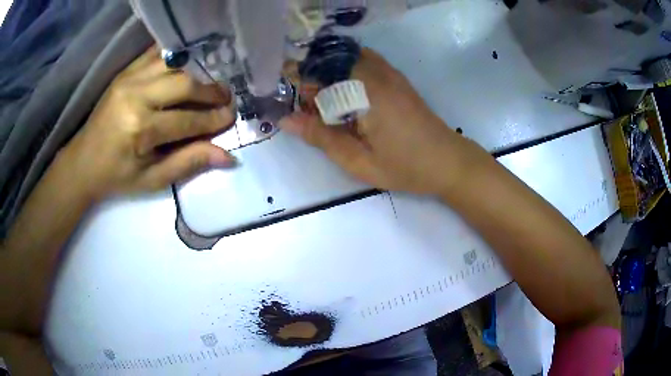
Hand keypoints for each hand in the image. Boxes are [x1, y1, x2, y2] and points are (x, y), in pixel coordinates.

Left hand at [58, 47, 236, 198]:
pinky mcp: (125, 72)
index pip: (188, 120)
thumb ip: (188, 163)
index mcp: (140, 130)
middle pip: (184, 84)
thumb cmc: (116, 176)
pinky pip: (156, 54)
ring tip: (208, 85)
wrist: (82, 162)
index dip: (213, 119)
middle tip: (224, 98)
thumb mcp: (152, 179)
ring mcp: (129, 79)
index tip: (230, 117)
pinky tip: (187, 66)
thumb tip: (227, 156)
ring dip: (196, 73)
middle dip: (209, 91)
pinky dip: (176, 58)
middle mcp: (136, 97)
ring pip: (174, 65)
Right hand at [280, 49, 465, 195]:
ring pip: (346, 60)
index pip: (319, 73)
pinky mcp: (396, 77)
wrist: (448, 161)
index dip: (297, 81)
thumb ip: (320, 137)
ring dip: (330, 76)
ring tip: (327, 107)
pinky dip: (347, 73)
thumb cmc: (405, 166)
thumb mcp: (358, 161)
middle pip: (331, 62)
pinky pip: (364, 62)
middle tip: (309, 111)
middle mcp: (376, 73)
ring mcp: (389, 72)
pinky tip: (347, 97)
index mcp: (364, 92)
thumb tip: (286, 119)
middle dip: (313, 81)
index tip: (286, 97)